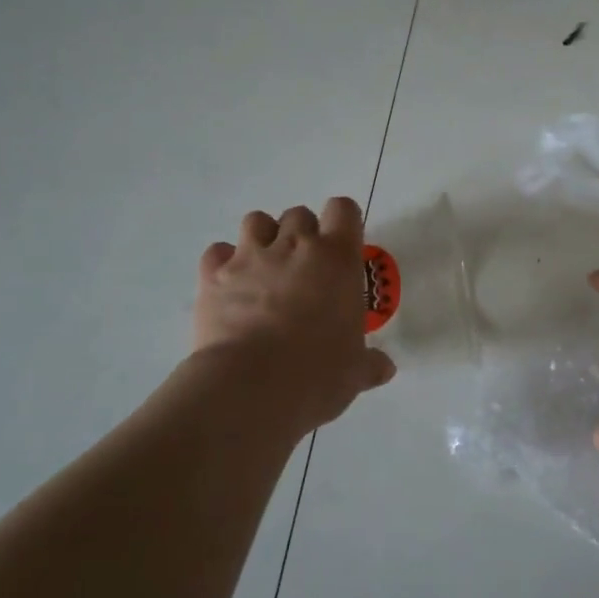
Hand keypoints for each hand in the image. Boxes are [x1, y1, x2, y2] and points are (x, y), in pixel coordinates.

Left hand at [192, 197, 396, 436]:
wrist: (251, 387)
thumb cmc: (317, 373)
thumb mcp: (354, 372)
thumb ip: (369, 364)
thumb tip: (385, 369)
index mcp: (337, 258)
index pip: (343, 210)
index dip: (343, 222)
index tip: (342, 246)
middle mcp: (294, 245)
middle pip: (299, 214)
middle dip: (301, 234)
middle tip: (303, 268)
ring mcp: (250, 257)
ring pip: (256, 221)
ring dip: (262, 238)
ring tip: (264, 268)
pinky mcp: (213, 275)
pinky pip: (217, 252)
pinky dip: (223, 263)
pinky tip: (229, 286)